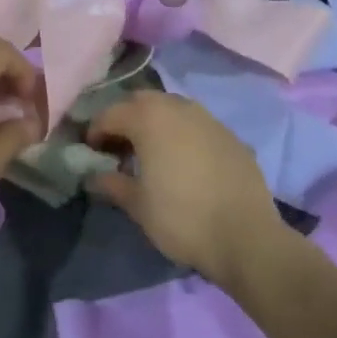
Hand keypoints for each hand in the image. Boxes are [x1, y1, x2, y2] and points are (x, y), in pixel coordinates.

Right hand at [86, 92, 281, 283]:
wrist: (246, 236)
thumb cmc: (182, 219)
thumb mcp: (138, 206)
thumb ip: (112, 184)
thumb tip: (93, 177)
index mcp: (149, 119)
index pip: (111, 113)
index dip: (95, 131)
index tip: (90, 152)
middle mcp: (179, 108)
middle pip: (142, 101)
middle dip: (125, 119)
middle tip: (119, 149)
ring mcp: (209, 119)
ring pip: (172, 108)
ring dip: (155, 123)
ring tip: (151, 154)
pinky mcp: (231, 135)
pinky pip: (196, 125)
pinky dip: (182, 134)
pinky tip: (183, 162)